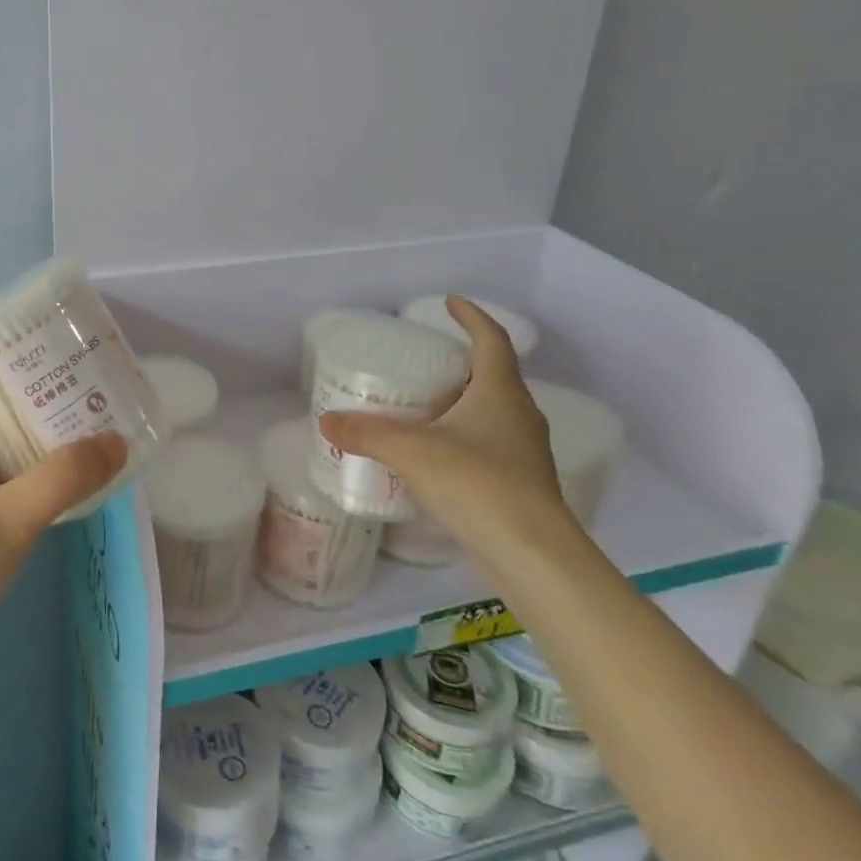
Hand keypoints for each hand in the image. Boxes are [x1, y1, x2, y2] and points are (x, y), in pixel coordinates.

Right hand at [320, 296, 573, 562]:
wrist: (534, 557)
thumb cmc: (478, 485)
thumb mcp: (413, 452)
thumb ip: (368, 433)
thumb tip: (326, 420)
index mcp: (501, 393)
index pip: (492, 339)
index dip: (472, 316)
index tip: (450, 302)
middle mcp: (519, 415)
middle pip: (495, 374)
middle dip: (463, 361)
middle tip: (426, 359)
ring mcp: (524, 452)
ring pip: (493, 412)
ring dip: (463, 401)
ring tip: (425, 404)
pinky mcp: (520, 484)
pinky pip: (489, 444)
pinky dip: (463, 436)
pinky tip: (436, 454)